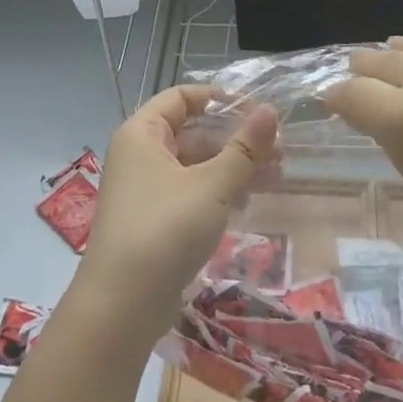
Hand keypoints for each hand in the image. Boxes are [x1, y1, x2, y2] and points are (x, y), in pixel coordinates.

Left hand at [76, 86, 280, 335]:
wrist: (122, 304)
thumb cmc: (166, 229)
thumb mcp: (213, 185)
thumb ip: (245, 148)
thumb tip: (271, 111)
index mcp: (142, 134)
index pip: (181, 97)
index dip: (219, 99)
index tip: (258, 111)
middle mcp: (139, 155)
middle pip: (193, 133)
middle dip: (236, 141)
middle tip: (280, 154)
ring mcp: (145, 189)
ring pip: (195, 166)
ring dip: (233, 169)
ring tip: (274, 180)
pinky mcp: (153, 220)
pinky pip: (190, 193)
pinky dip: (218, 193)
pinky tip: (246, 206)